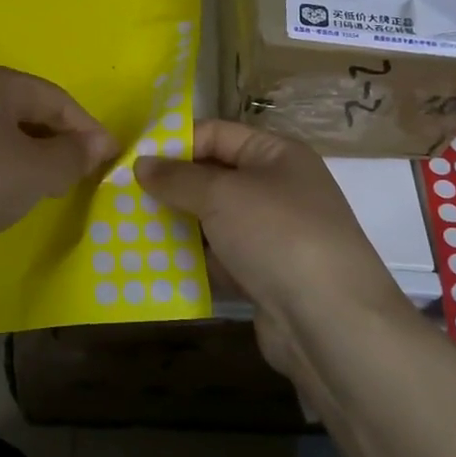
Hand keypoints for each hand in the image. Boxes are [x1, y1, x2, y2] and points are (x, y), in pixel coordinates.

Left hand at [0, 63, 117, 267]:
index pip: (56, 98)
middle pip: (27, 110)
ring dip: (31, 155)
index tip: (111, 159)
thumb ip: (74, 155)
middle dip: (59, 141)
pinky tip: (1, 191)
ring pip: (0, 131)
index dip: (88, 129)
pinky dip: (0, 165)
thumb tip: (97, 145)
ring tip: (46, 186)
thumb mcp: (35, 171)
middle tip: (80, 175)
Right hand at [135, 121, 412, 376]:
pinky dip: (193, 259)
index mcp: (277, 154)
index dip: (175, 142)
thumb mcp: (221, 195)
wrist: (331, 322)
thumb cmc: (277, 235)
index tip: (132, 159)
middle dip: (172, 186)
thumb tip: (141, 164)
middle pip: (214, 177)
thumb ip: (177, 178)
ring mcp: (274, 234)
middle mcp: (278, 188)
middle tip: (124, 195)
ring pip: (214, 220)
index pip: (217, 134)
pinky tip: (156, 263)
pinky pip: (220, 257)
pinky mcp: (265, 275)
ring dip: (178, 224)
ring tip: (130, 228)